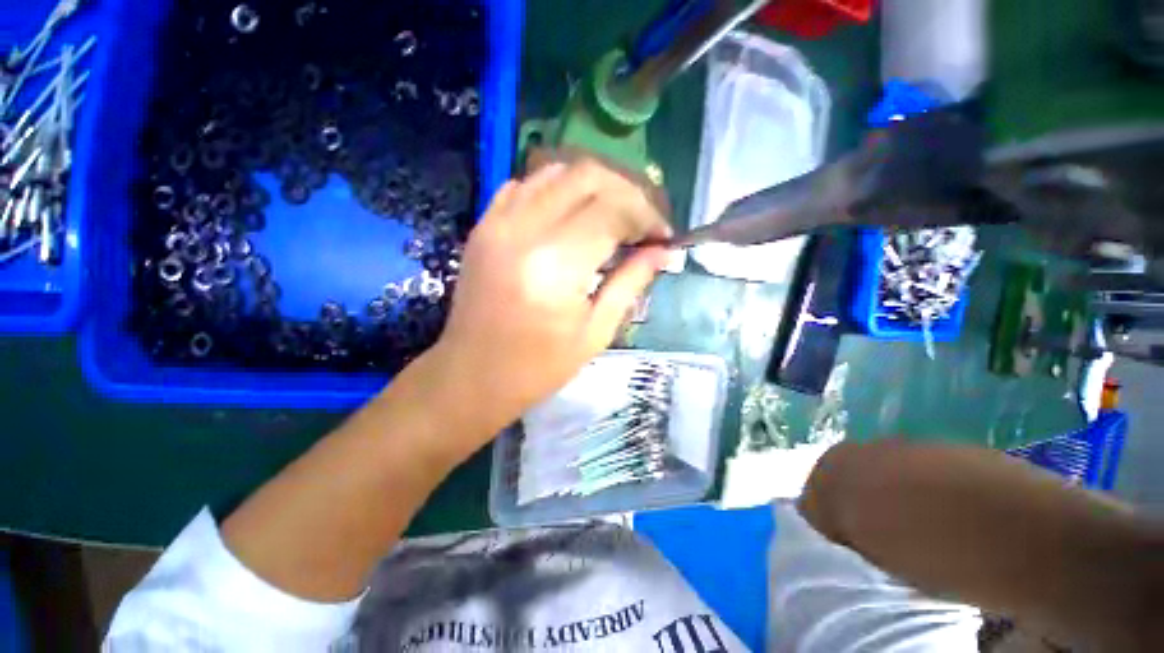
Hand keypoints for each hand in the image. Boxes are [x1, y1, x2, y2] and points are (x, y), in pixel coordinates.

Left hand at [425, 158, 672, 443]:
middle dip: (626, 192)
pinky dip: (557, 189)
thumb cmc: (538, 367)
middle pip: (587, 175)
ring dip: (594, 185)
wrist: (472, 375)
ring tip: (613, 215)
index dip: (647, 216)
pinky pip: (526, 185)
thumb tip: (663, 251)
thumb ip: (631, 283)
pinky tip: (571, 214)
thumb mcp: (595, 333)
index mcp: (556, 266)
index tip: (663, 236)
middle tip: (642, 221)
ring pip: (557, 171)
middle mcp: (524, 231)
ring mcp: (497, 222)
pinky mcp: (483, 225)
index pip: (613, 210)